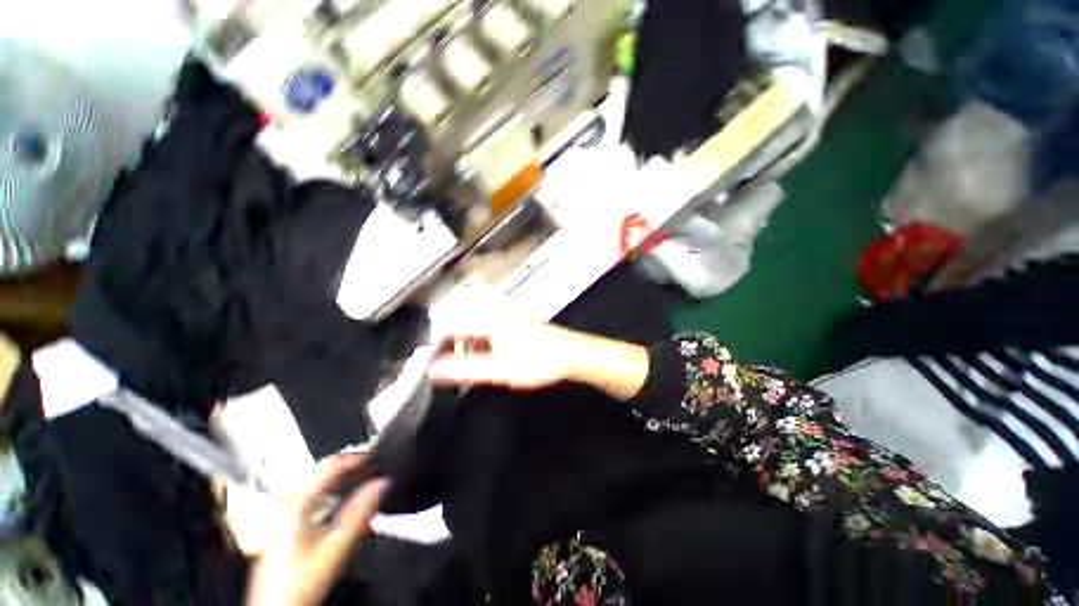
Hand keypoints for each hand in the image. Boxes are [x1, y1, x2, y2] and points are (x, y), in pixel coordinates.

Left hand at [245, 456, 388, 605]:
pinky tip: (348, 507)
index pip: (331, 464)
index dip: (357, 456)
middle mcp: (288, 504)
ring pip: (321, 485)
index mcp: (296, 503)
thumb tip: (381, 483)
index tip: (378, 457)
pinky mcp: (288, 526)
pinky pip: (316, 499)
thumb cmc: (297, 584)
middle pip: (324, 472)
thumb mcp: (335, 547)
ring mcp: (286, 515)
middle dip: (353, 467)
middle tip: (376, 467)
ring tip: (367, 484)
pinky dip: (336, 496)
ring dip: (346, 481)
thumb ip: (360, 511)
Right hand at [428, 311, 582, 390]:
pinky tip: (485, 364)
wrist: (570, 354)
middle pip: (460, 329)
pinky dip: (481, 349)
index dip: (436, 348)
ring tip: (467, 372)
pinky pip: (487, 334)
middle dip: (452, 351)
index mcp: (487, 318)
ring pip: (474, 332)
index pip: (449, 328)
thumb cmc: (537, 360)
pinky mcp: (511, 324)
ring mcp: (503, 317)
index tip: (431, 367)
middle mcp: (493, 313)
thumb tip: (433, 371)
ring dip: (467, 351)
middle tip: (450, 373)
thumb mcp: (499, 369)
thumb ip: (465, 369)